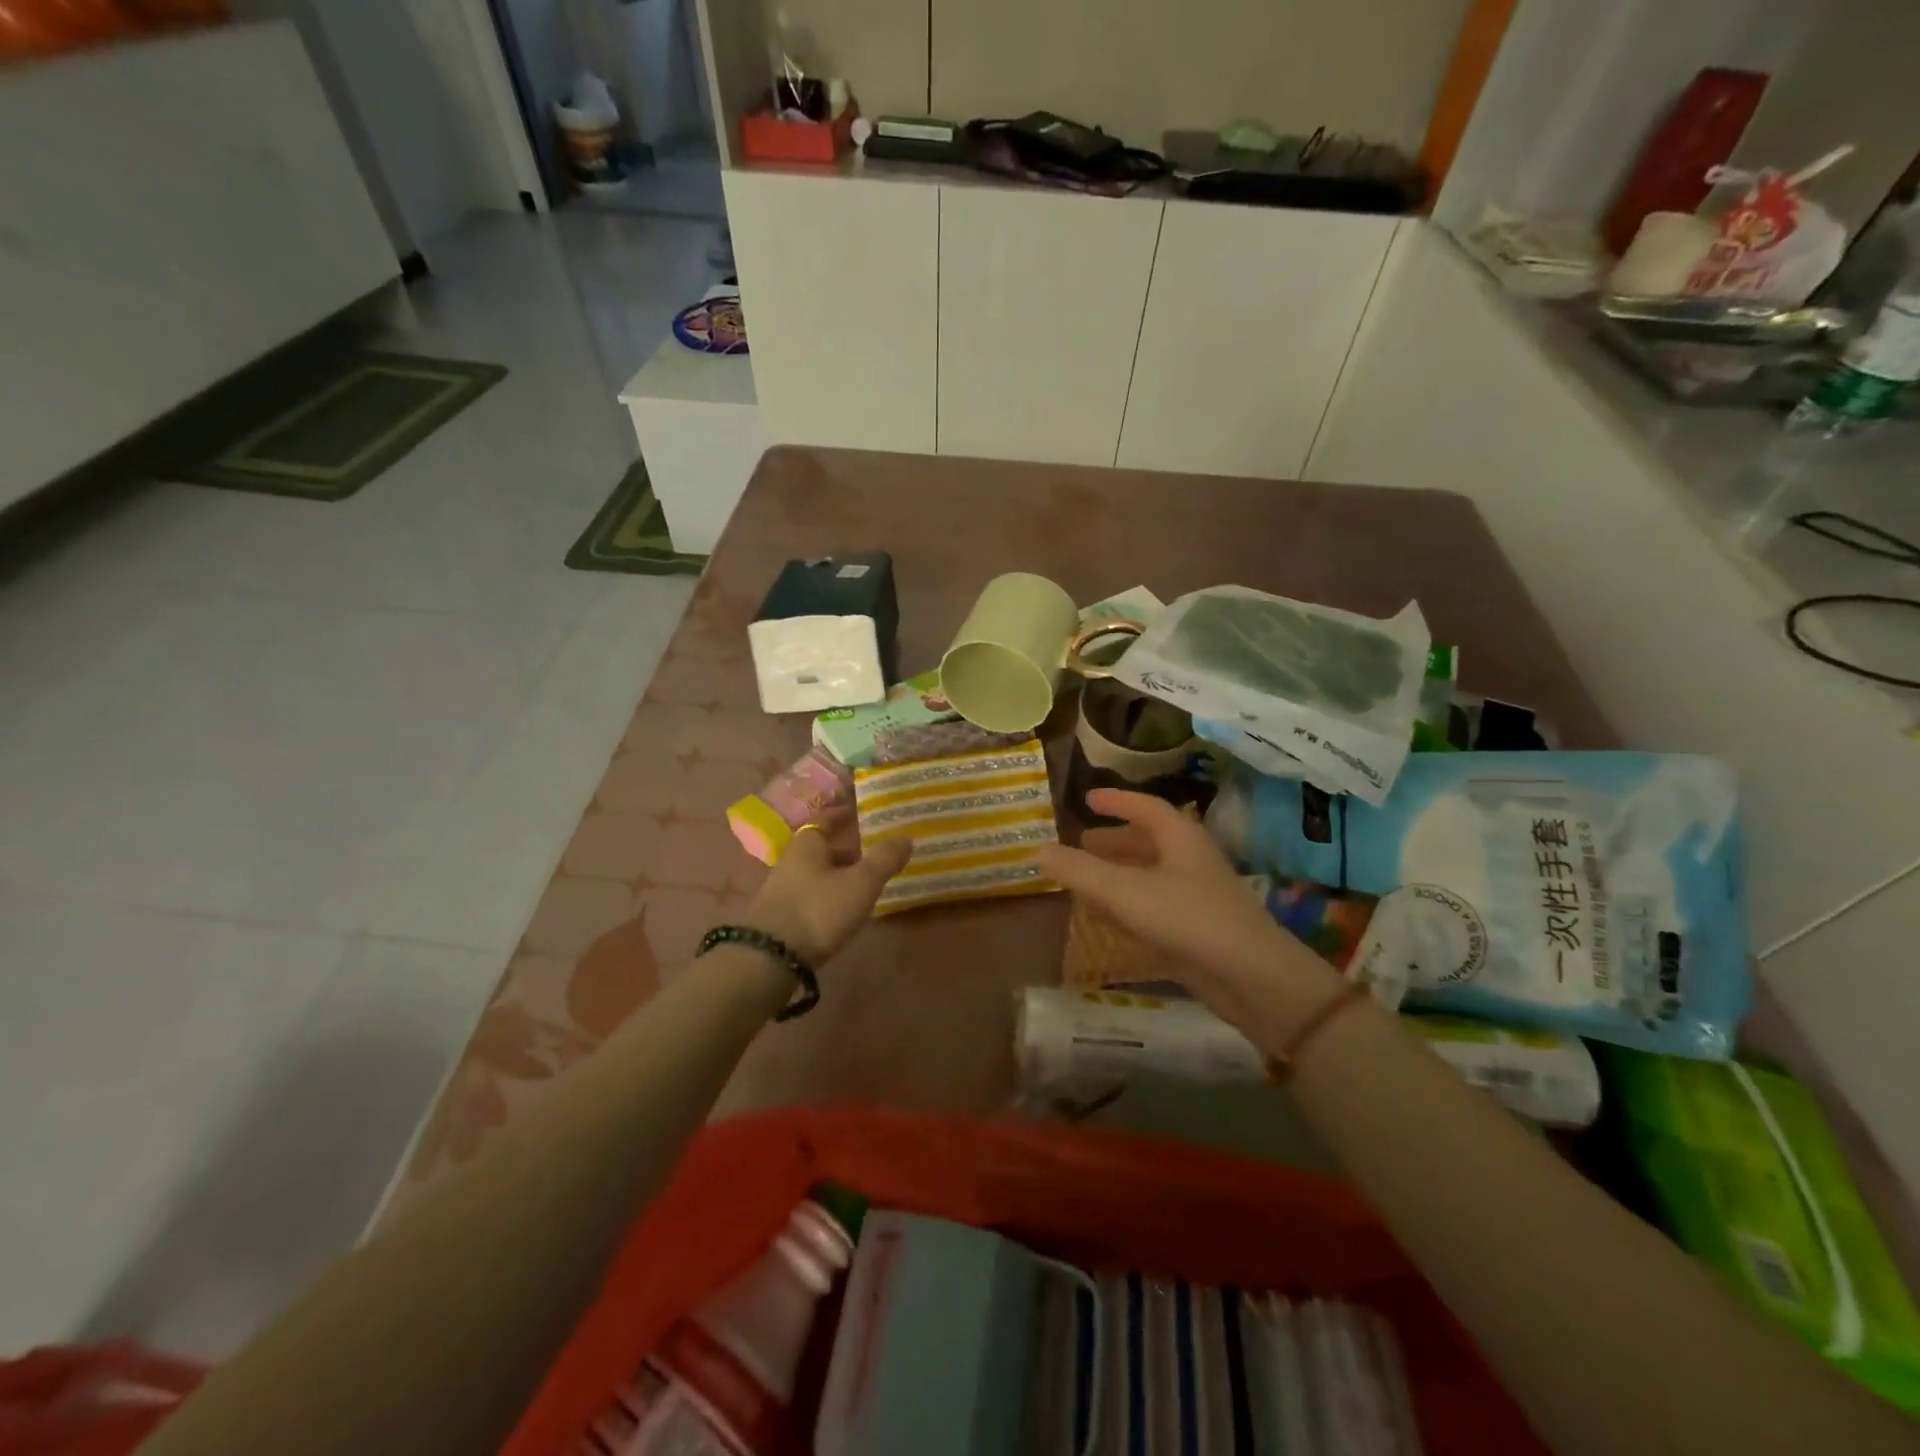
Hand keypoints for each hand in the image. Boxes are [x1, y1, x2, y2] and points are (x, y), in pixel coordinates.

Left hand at [740, 812, 911, 966]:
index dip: (842, 815)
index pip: (825, 819)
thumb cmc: (819, 909)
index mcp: (808, 843)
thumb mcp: (861, 883)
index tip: (859, 813)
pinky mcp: (780, 917)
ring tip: (865, 886)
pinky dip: (829, 898)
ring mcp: (782, 890)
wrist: (769, 959)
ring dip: (839, 877)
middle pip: (822, 849)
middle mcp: (791, 861)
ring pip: (817, 874)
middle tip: (874, 855)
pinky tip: (843, 912)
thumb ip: (884, 860)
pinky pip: (811, 897)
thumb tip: (906, 837)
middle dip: (847, 851)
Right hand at [1037, 789, 1341, 1021]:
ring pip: (1150, 875)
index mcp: (1180, 838)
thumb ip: (1080, 872)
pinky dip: (1127, 903)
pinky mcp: (1196, 930)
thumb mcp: (1125, 892)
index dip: (1116, 801)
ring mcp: (1196, 896)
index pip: (1145, 807)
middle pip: (1148, 841)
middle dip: (1114, 840)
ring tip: (1085, 878)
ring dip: (1118, 873)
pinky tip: (1107, 918)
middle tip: (1082, 841)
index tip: (1088, 798)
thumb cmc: (1189, 920)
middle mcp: (1190, 861)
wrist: (1254, 979)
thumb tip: (1038, 850)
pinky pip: (1153, 906)